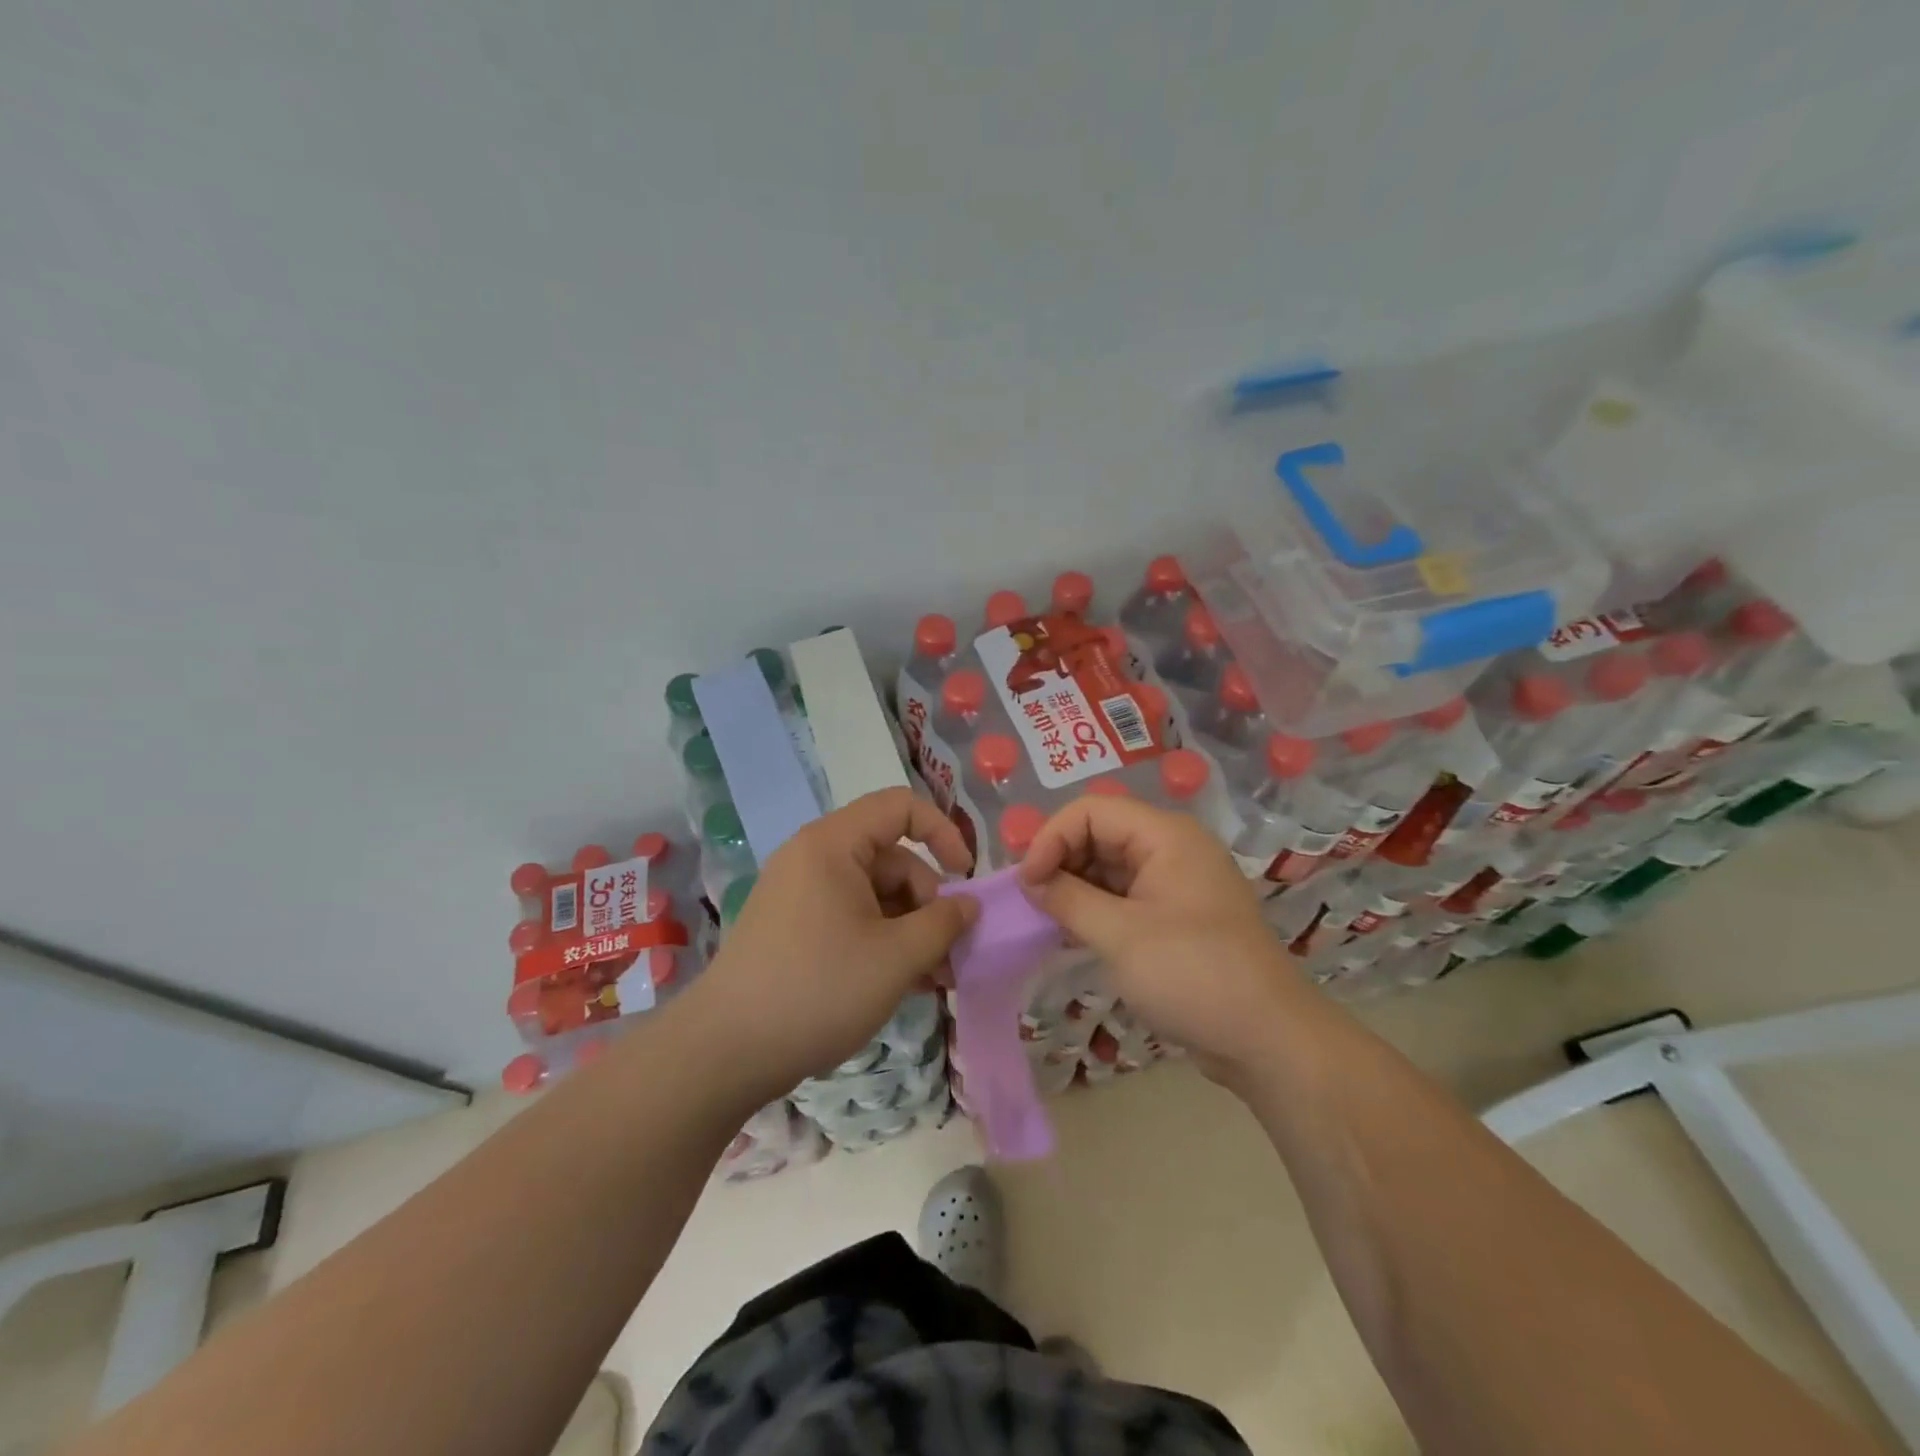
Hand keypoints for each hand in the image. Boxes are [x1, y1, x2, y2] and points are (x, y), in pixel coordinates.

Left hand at [692, 788, 976, 1098]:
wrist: (726, 1051)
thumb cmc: (819, 989)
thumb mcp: (897, 957)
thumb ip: (944, 924)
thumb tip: (969, 906)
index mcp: (833, 845)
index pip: (900, 807)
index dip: (943, 832)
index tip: (965, 877)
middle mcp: (813, 858)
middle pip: (891, 859)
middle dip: (928, 903)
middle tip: (950, 954)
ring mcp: (799, 894)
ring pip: (874, 895)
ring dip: (909, 930)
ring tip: (933, 979)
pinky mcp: (792, 928)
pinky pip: (850, 918)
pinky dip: (880, 941)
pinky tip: (902, 984)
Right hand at [1018, 796, 1306, 1079]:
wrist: (1268, 1040)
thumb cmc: (1193, 975)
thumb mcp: (1120, 935)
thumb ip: (1068, 900)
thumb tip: (1029, 881)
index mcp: (1165, 836)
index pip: (1092, 811)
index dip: (1052, 838)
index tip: (1027, 883)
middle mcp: (1171, 849)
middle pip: (1100, 833)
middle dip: (1061, 861)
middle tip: (1032, 902)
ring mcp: (1175, 883)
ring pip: (1109, 866)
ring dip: (1074, 887)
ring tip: (1046, 919)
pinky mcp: (1175, 916)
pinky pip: (1123, 896)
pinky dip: (1094, 908)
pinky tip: (1070, 933)